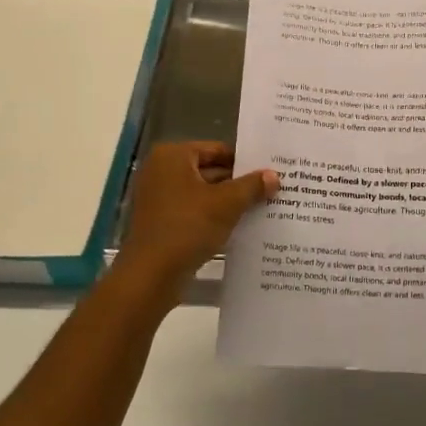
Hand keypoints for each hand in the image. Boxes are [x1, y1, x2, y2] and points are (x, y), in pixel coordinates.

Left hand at [118, 141, 277, 287]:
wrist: (151, 275)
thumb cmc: (187, 227)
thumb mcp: (227, 203)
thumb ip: (252, 186)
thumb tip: (274, 175)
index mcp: (173, 156)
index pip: (217, 150)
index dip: (245, 161)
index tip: (269, 171)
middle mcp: (161, 171)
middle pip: (210, 170)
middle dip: (238, 183)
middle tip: (272, 190)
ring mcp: (159, 198)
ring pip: (203, 194)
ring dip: (228, 202)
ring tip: (263, 208)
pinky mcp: (161, 222)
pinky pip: (194, 212)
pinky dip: (214, 217)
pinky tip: (240, 227)